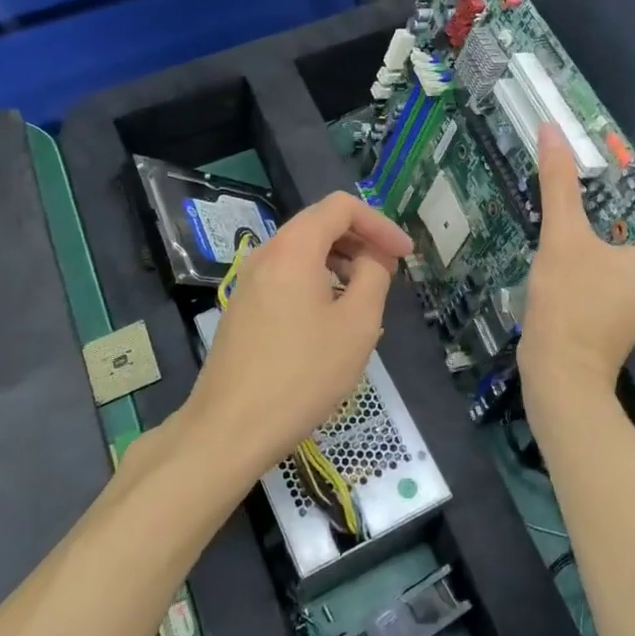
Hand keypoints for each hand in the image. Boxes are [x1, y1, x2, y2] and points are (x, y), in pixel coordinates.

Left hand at [184, 191, 412, 481]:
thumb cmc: (302, 374)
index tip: (404, 255)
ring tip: (365, 297)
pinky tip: (331, 320)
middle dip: (360, 240)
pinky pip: (286, 277)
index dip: (379, 224)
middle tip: (390, 272)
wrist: (230, 428)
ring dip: (339, 262)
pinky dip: (316, 281)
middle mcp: (265, 255)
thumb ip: (374, 277)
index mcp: (293, 248)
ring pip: (301, 253)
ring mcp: (248, 282)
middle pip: (319, 224)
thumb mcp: (357, 325)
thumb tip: (372, 258)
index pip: (341, 207)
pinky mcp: (242, 309)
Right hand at [519, 122, 634, 393]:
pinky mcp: (623, 302)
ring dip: (577, 226)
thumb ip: (560, 181)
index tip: (561, 162)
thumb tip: (552, 128)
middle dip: (583, 204)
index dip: (594, 179)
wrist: (559, 375)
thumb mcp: (563, 236)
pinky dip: (579, 250)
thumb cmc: (570, 304)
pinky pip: (602, 260)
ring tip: (545, 208)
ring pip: (607, 239)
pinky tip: (551, 243)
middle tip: (547, 184)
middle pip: (618, 218)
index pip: (630, 196)